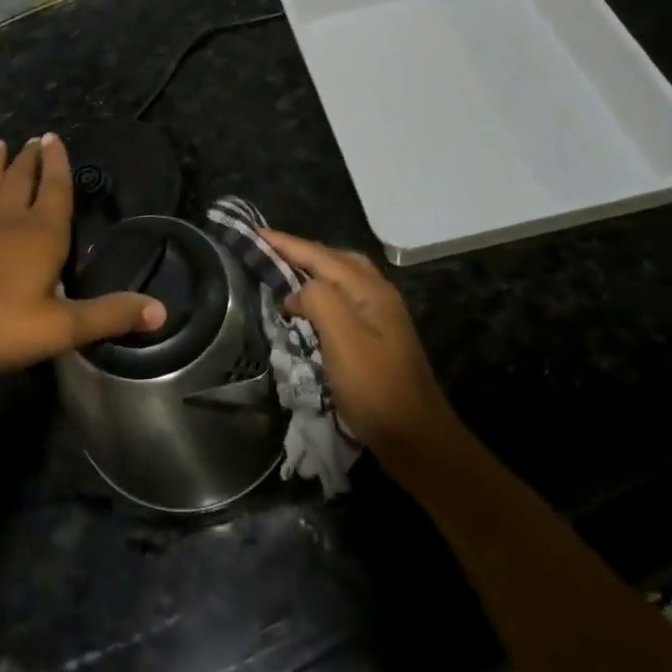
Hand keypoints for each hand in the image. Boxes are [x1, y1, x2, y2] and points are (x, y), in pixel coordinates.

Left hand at [0, 135, 165, 374]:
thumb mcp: (60, 326)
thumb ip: (107, 316)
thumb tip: (160, 310)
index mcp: (42, 235)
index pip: (56, 190)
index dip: (59, 165)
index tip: (54, 137)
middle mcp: (12, 225)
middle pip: (23, 182)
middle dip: (32, 160)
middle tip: (34, 138)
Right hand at [261, 229, 459, 474]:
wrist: (416, 439)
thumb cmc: (375, 387)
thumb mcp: (342, 338)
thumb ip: (318, 300)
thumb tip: (297, 291)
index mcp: (368, 289)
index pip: (319, 255)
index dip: (286, 243)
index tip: (255, 233)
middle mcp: (377, 293)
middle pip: (334, 259)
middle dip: (300, 251)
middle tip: (268, 250)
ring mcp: (380, 315)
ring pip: (341, 277)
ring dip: (312, 269)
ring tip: (284, 273)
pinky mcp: (377, 337)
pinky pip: (344, 298)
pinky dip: (321, 292)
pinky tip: (308, 307)